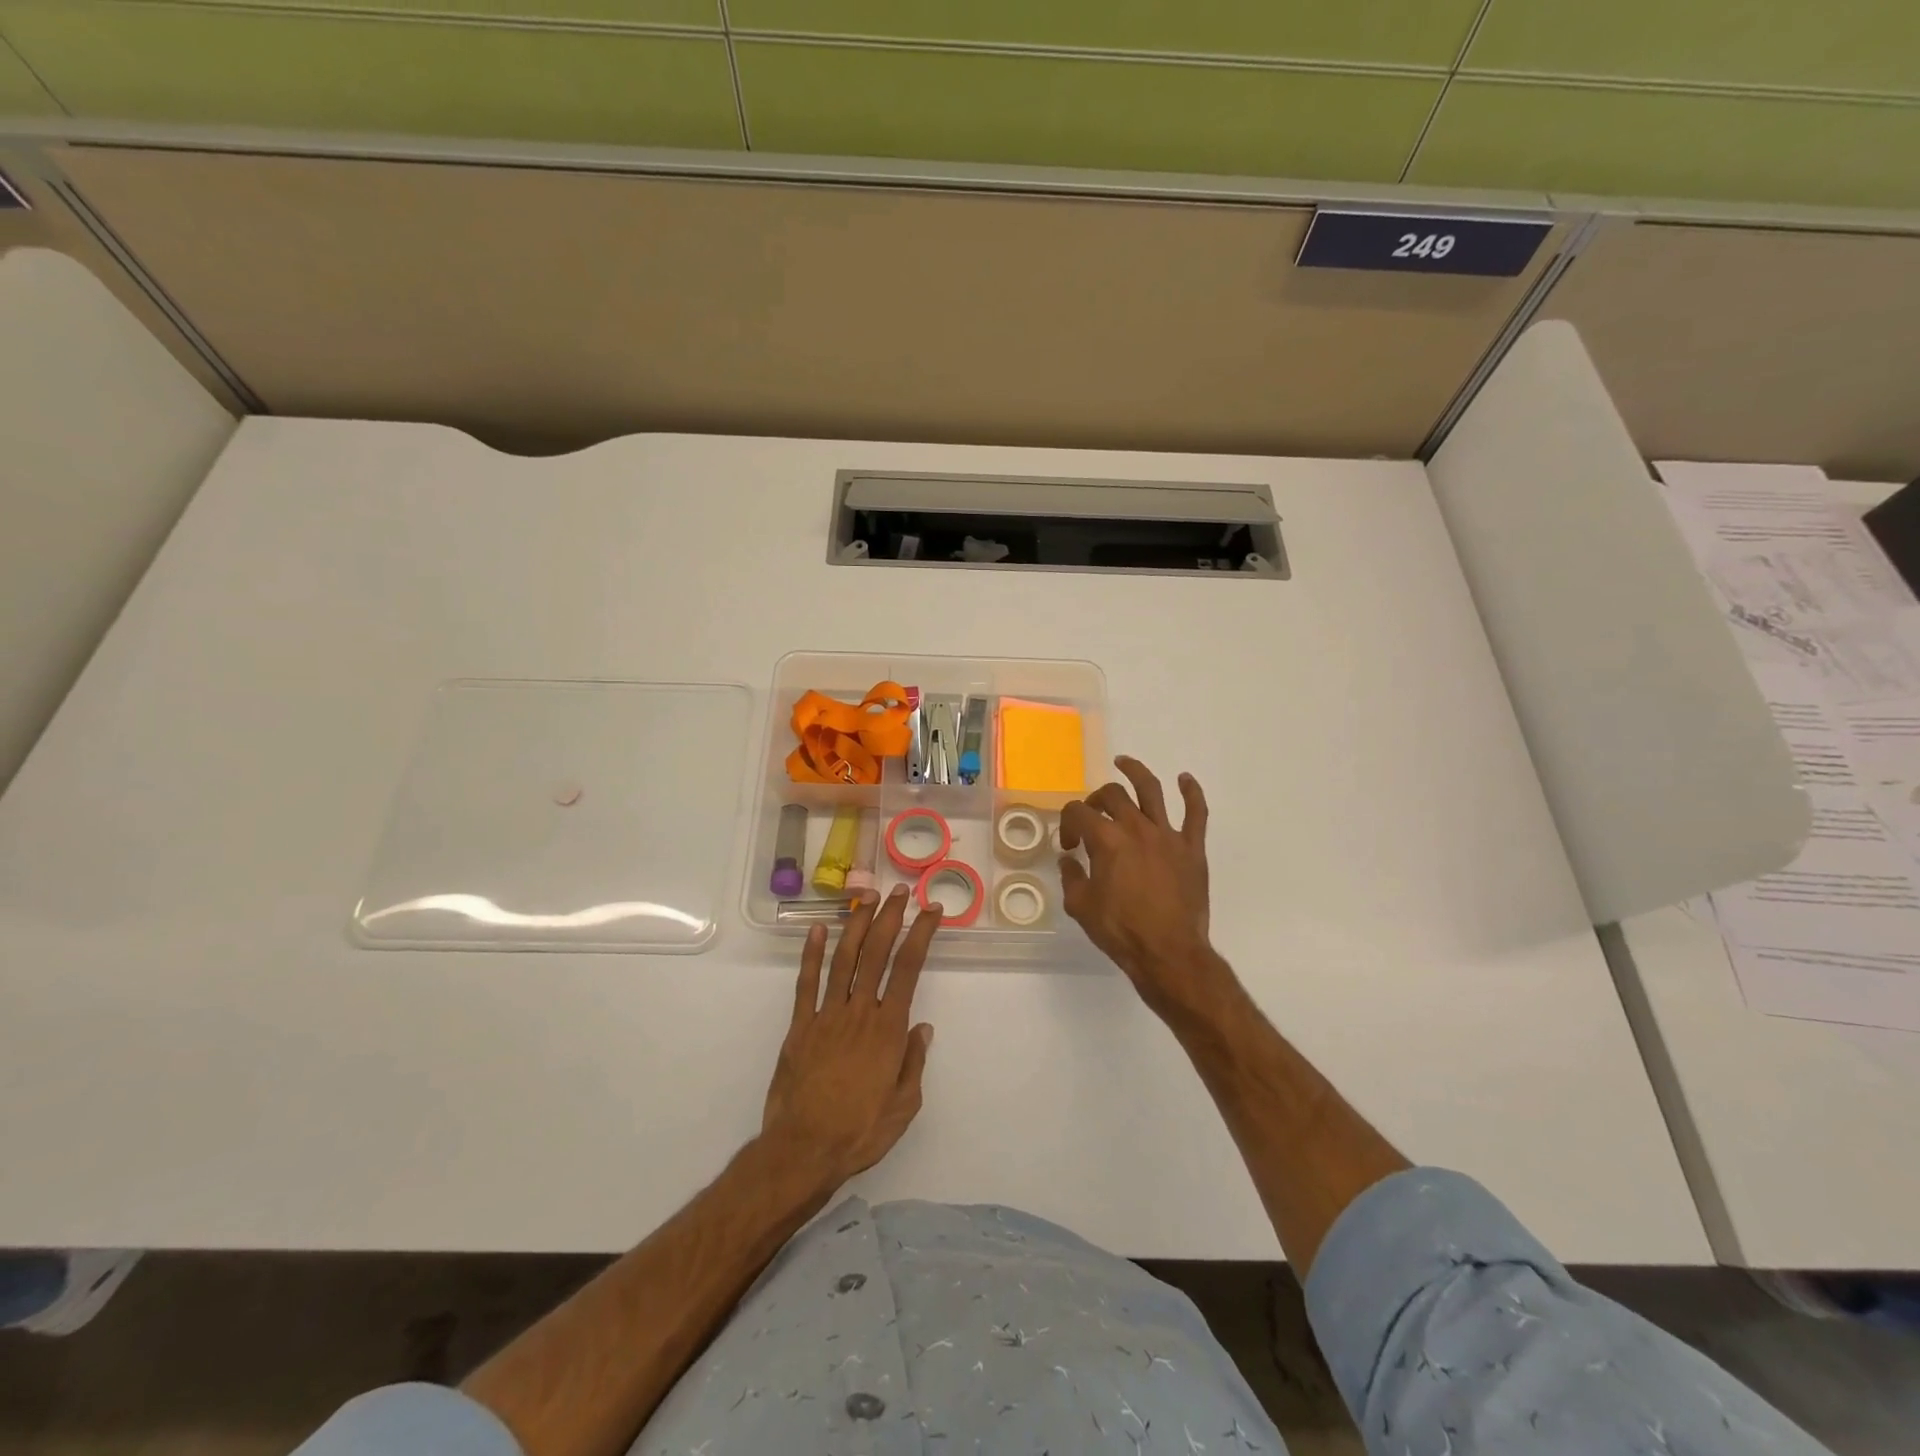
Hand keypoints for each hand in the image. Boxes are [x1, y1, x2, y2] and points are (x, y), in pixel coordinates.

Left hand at [762, 886, 938, 1189]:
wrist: (803, 1150)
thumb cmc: (860, 1131)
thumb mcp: (904, 1106)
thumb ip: (914, 1062)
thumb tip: (923, 1027)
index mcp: (888, 1029)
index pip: (908, 968)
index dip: (921, 934)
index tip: (932, 911)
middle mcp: (859, 1012)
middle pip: (877, 953)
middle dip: (891, 917)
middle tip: (900, 891)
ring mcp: (826, 1015)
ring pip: (844, 959)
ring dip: (857, 925)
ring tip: (867, 897)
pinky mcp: (800, 1026)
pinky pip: (806, 984)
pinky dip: (811, 954)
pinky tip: (818, 929)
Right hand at [1059, 757, 1222, 1015]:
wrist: (1168, 952)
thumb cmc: (1120, 931)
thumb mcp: (1080, 906)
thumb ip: (1071, 876)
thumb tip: (1069, 859)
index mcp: (1106, 839)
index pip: (1078, 812)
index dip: (1068, 824)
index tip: (1069, 846)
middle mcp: (1136, 827)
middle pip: (1111, 795)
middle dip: (1095, 799)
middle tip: (1092, 815)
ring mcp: (1167, 835)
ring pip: (1151, 790)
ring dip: (1136, 771)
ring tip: (1124, 762)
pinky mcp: (1192, 848)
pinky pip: (1196, 813)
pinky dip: (1192, 792)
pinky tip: (1185, 779)